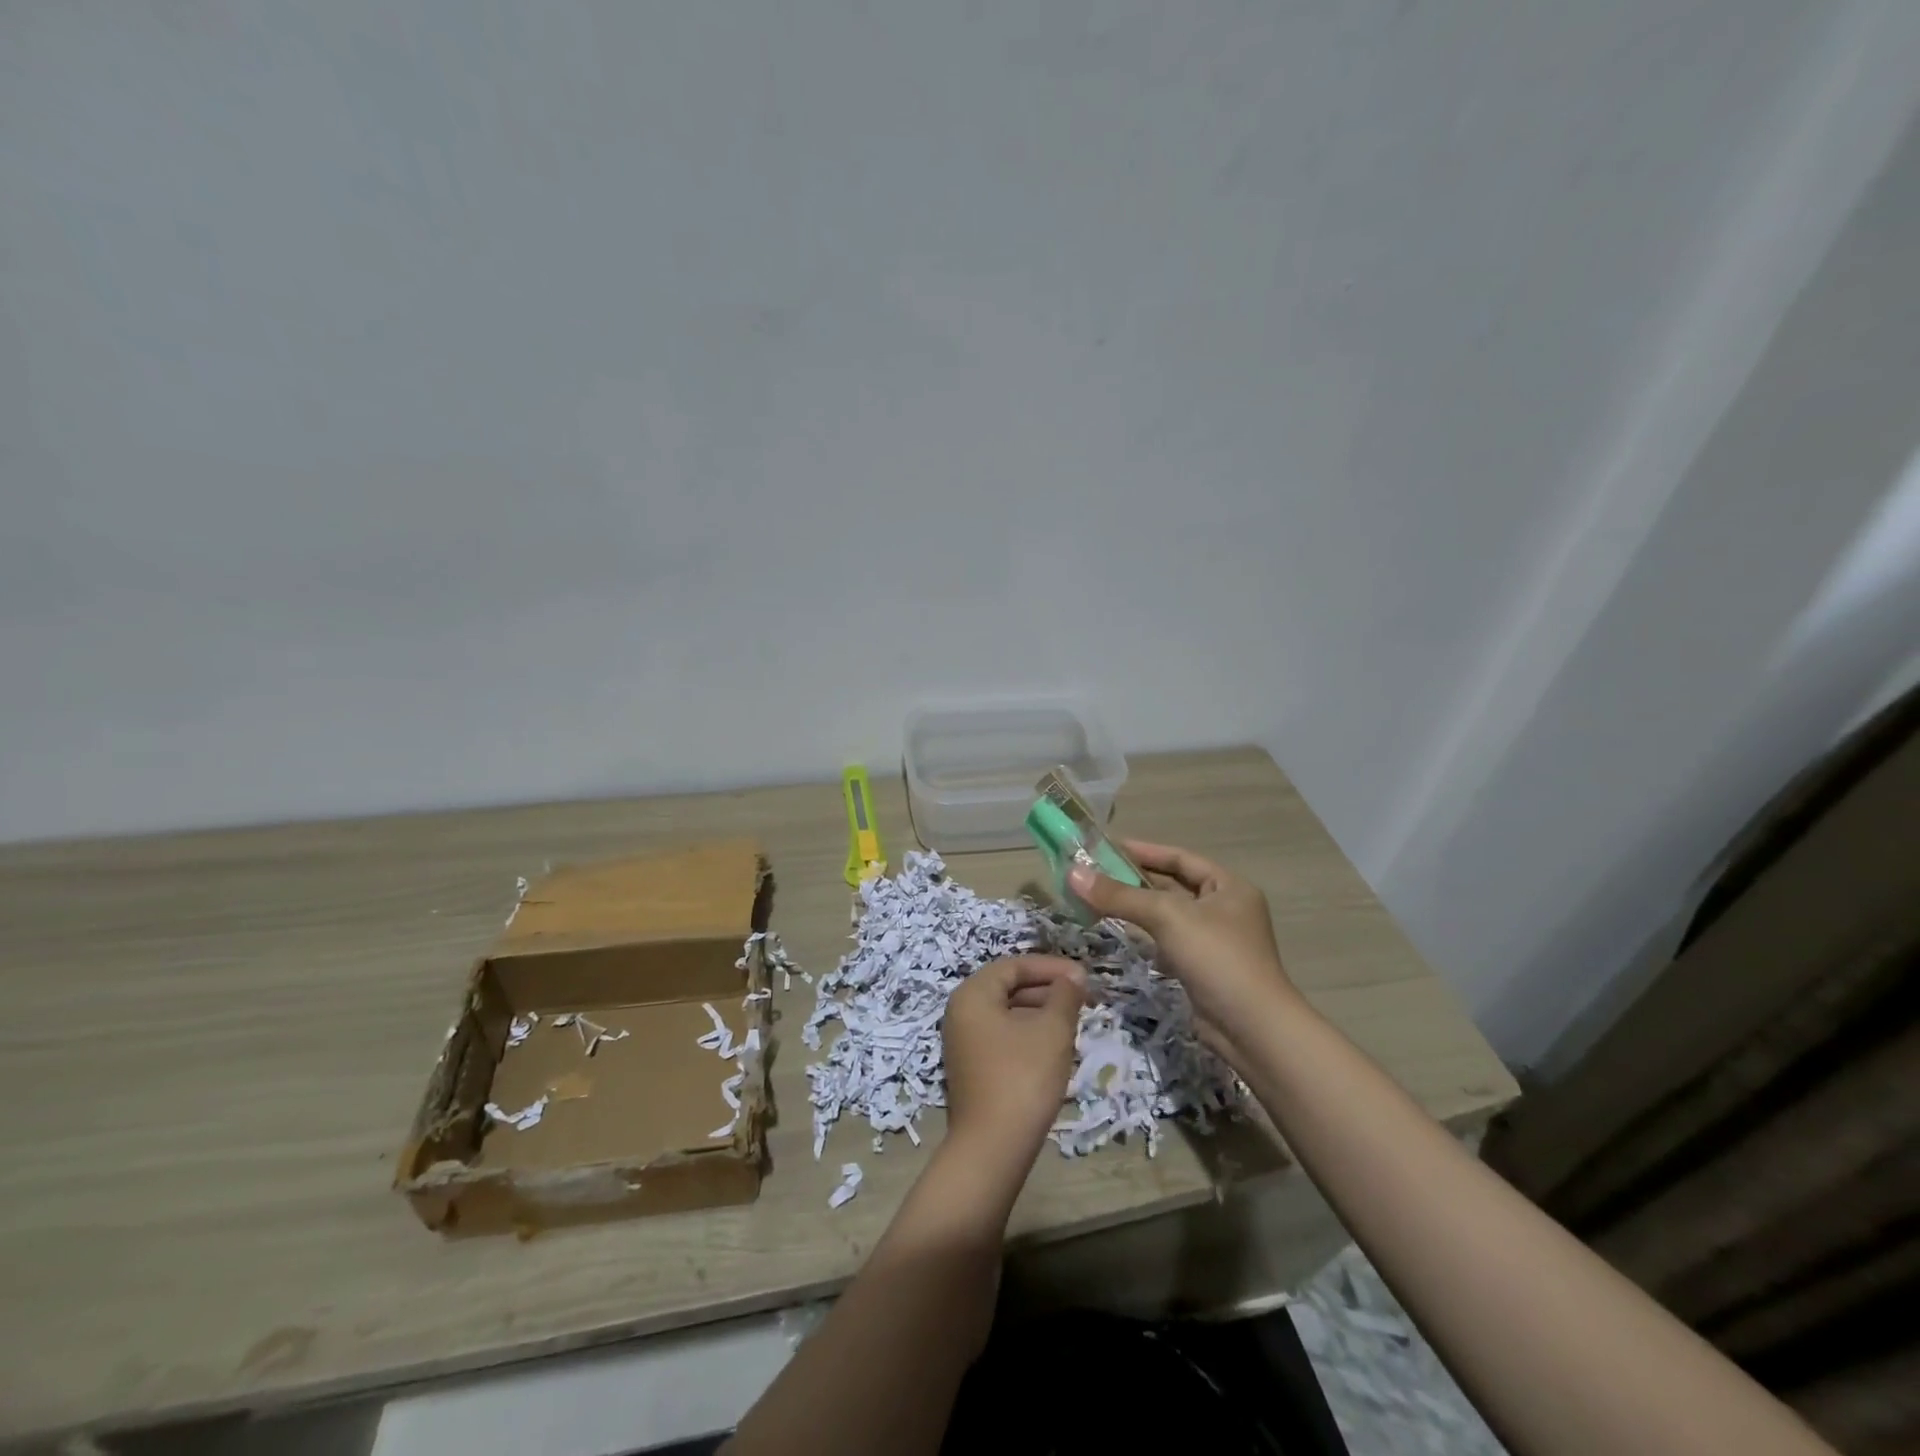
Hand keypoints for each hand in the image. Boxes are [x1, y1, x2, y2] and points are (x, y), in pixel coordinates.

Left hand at [941, 955, 1085, 1177]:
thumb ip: (1065, 996)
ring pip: (1008, 1014)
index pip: (1014, 966)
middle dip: (1048, 990)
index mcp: (973, 994)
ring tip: (1075, 1022)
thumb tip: (1073, 976)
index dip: (1051, 967)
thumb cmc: (1023, 1077)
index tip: (1083, 977)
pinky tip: (1056, 1048)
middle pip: (1009, 988)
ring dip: (1042, 1013)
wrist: (993, 1148)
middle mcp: (961, 1012)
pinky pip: (1004, 1037)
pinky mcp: (973, 1068)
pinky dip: (1030, 1034)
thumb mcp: (1052, 1031)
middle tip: (1083, 998)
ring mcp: (964, 1042)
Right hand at [1067, 840, 1298, 1055]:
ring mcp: (1214, 941)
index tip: (1106, 847)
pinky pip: (1167, 942)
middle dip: (1134, 880)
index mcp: (1228, 886)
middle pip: (1172, 886)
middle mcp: (1224, 909)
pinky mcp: (1202, 969)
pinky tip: (1120, 934)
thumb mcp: (1167, 917)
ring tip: (1097, 899)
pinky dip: (1145, 936)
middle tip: (1093, 873)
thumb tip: (1073, 873)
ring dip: (1136, 908)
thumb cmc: (1216, 958)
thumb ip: (1120, 895)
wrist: (1251, 1030)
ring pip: (1168, 916)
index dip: (1144, 850)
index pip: (1180, 858)